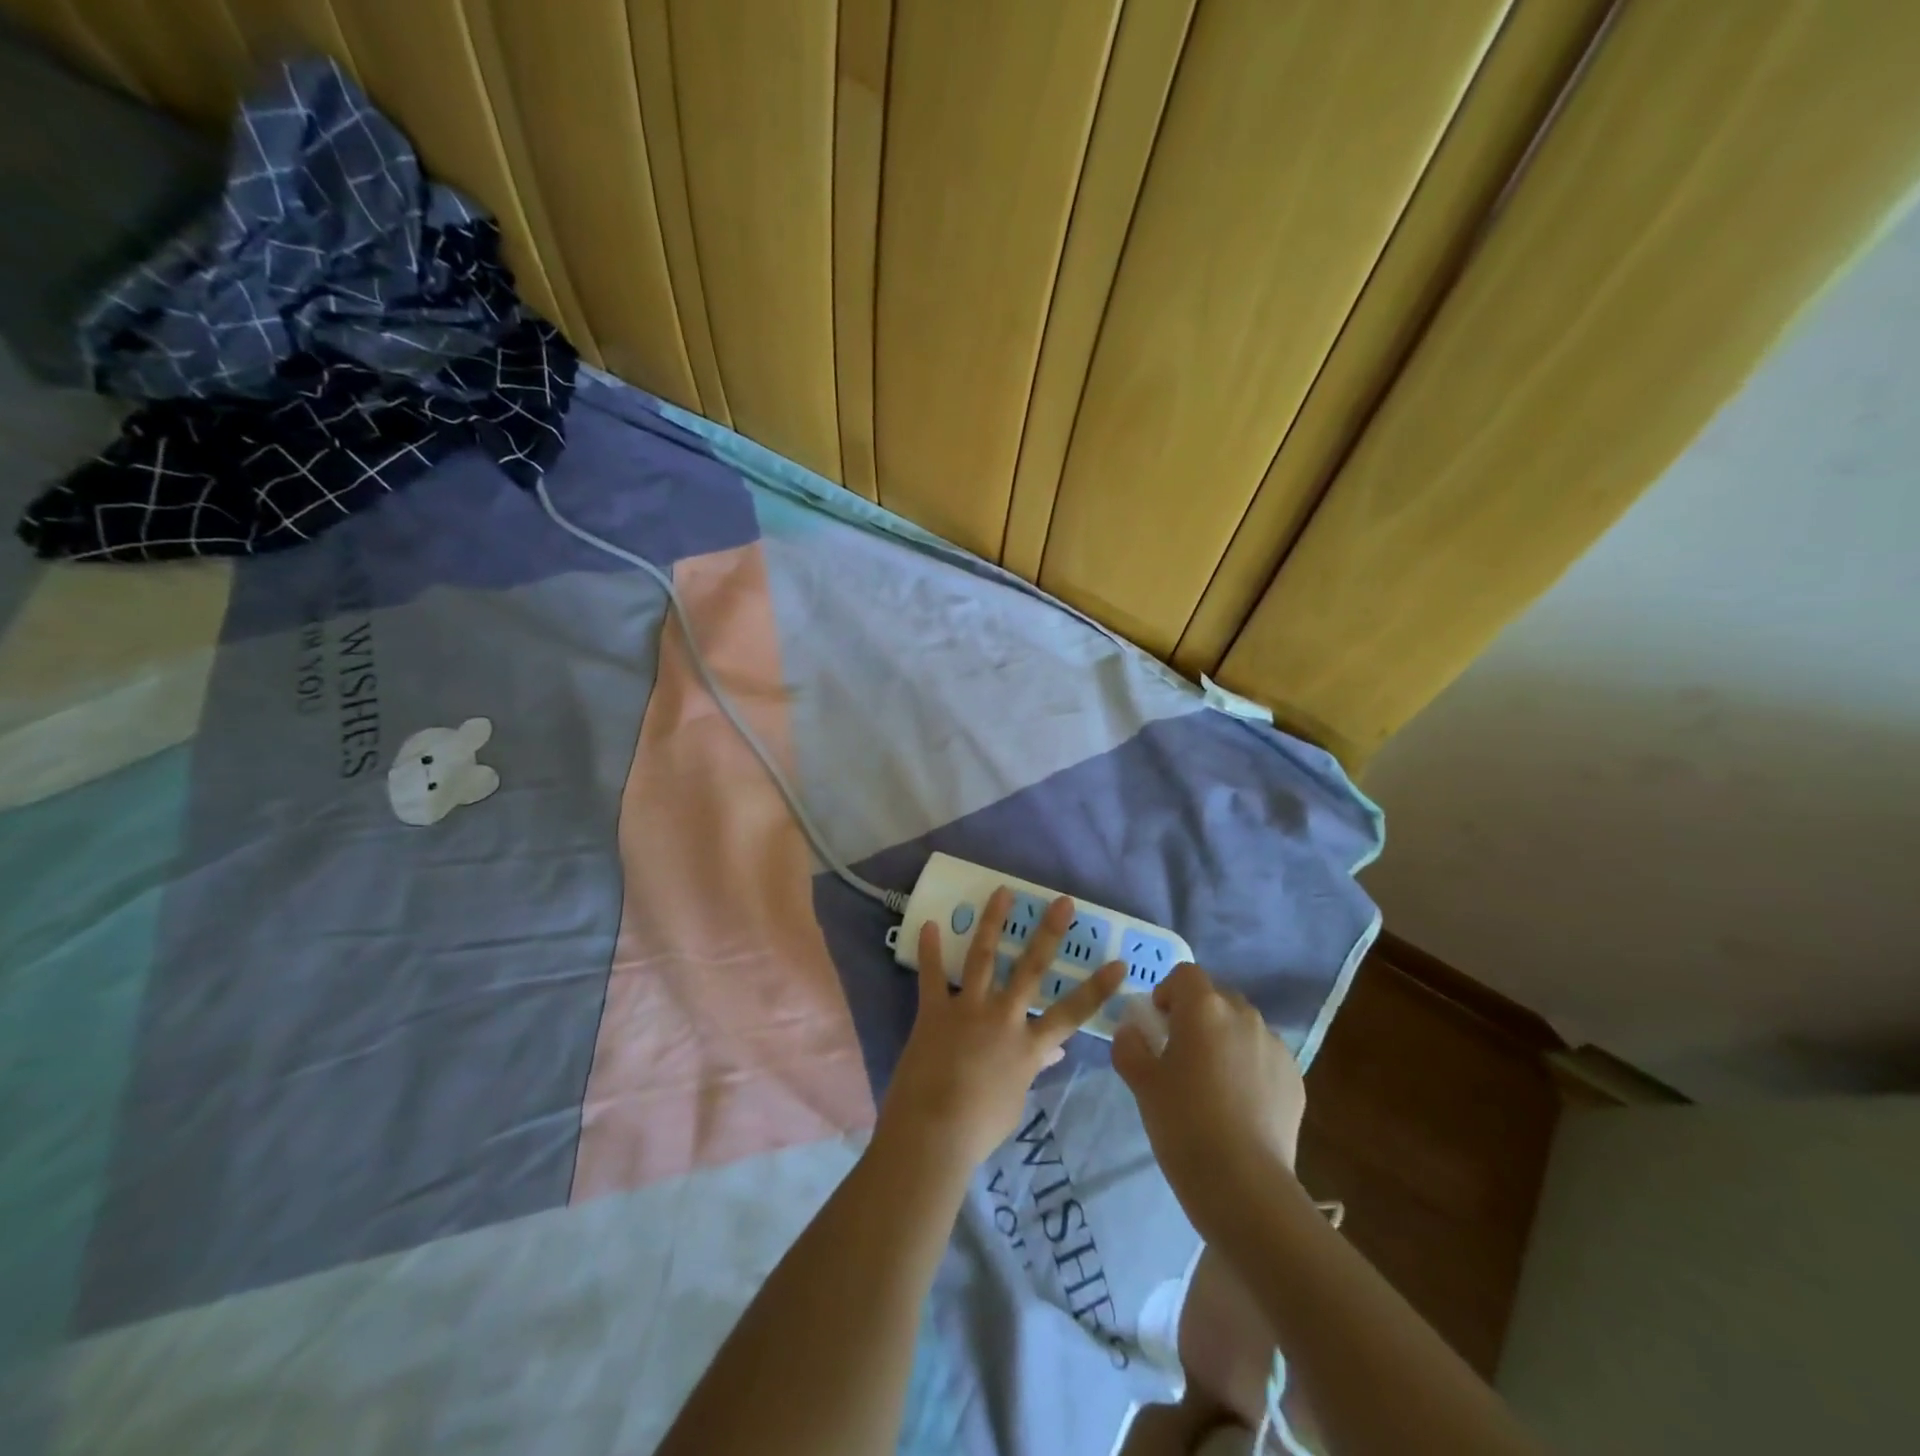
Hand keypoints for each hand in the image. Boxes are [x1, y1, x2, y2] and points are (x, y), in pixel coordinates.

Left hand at [878, 889, 1126, 1169]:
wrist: (933, 1133)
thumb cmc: (980, 1127)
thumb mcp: (1016, 1100)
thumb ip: (1033, 1069)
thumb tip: (1054, 1051)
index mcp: (1028, 1046)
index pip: (1072, 1013)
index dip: (1097, 988)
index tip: (1119, 963)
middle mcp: (1003, 1018)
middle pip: (1031, 968)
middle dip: (1049, 933)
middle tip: (1062, 901)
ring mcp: (968, 1010)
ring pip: (984, 957)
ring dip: (993, 922)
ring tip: (1001, 891)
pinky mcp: (934, 1011)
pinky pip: (931, 976)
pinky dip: (930, 950)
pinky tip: (930, 923)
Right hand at [1111, 963, 1307, 1244]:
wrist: (1244, 1184)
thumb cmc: (1183, 1123)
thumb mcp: (1142, 1082)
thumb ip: (1130, 1045)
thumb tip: (1132, 1030)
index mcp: (1204, 1008)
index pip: (1185, 974)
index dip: (1168, 992)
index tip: (1159, 1024)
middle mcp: (1244, 1016)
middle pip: (1216, 996)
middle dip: (1198, 1014)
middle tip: (1182, 1053)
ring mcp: (1275, 1046)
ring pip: (1243, 1026)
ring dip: (1225, 1038)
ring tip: (1213, 1082)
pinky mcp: (1295, 1077)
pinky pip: (1264, 1055)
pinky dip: (1249, 1065)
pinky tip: (1239, 1104)